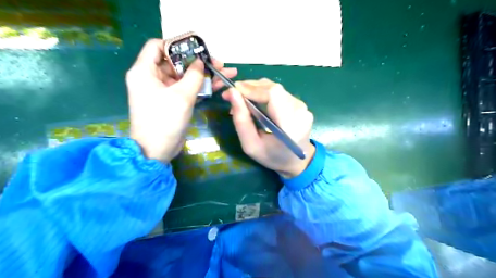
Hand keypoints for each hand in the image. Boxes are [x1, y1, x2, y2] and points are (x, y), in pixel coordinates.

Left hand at [126, 38, 237, 161]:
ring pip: (184, 77)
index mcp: (145, 71)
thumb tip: (201, 62)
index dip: (177, 44)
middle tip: (218, 62)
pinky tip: (218, 85)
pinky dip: (200, 87)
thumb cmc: (164, 120)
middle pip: (175, 62)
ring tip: (224, 71)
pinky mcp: (172, 102)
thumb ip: (194, 76)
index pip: (157, 46)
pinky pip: (187, 89)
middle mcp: (152, 78)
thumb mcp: (181, 96)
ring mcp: (163, 91)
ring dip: (203, 75)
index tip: (196, 48)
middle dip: (197, 62)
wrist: (157, 150)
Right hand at [221, 79, 312, 177]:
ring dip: (255, 90)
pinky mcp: (301, 104)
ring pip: (275, 88)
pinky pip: (279, 93)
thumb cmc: (272, 157)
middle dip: (249, 88)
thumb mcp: (251, 146)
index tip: (231, 92)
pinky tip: (254, 102)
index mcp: (290, 126)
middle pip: (273, 88)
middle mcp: (300, 111)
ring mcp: (303, 106)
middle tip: (232, 96)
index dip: (251, 89)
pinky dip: (263, 93)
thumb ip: (241, 120)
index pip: (273, 95)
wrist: (296, 161)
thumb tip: (232, 93)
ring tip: (241, 100)